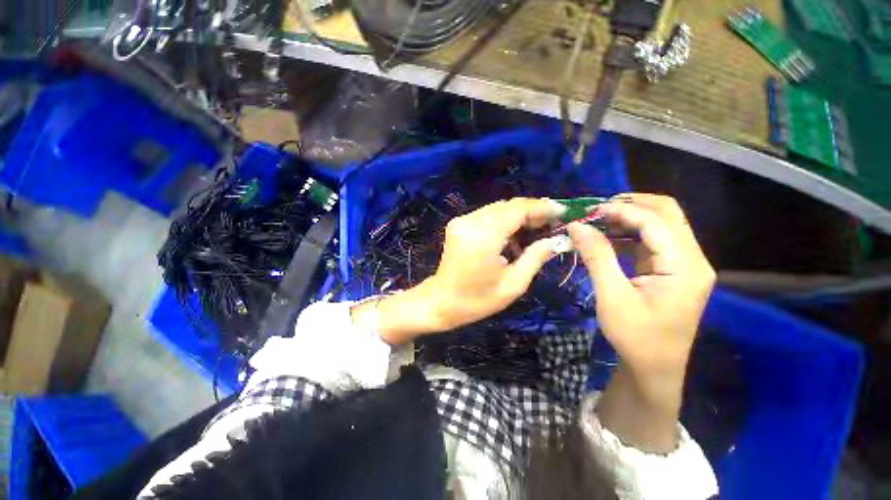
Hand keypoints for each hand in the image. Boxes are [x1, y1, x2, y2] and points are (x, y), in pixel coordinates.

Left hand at [352, 198, 564, 344]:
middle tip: (551, 224)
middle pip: (508, 206)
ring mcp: (461, 221)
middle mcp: (470, 222)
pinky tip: (513, 236)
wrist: (441, 302)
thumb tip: (555, 240)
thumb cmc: (477, 300)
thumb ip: (535, 258)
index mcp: (483, 237)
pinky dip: (504, 221)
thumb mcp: (513, 285)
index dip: (541, 208)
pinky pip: (487, 215)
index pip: (517, 210)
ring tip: (535, 231)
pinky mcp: (458, 224)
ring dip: (518, 216)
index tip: (562, 212)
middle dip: (532, 211)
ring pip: (498, 209)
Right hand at [567, 193, 714, 451]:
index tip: (588, 212)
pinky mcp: (671, 269)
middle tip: (595, 209)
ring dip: (628, 217)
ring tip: (596, 220)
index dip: (621, 211)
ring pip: (660, 224)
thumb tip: (577, 226)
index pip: (655, 222)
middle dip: (631, 205)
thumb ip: (597, 257)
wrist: (654, 368)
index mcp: (685, 267)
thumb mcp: (612, 297)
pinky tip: (607, 236)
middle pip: (667, 214)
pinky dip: (629, 233)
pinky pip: (652, 240)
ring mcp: (683, 263)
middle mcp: (692, 259)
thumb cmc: (635, 337)